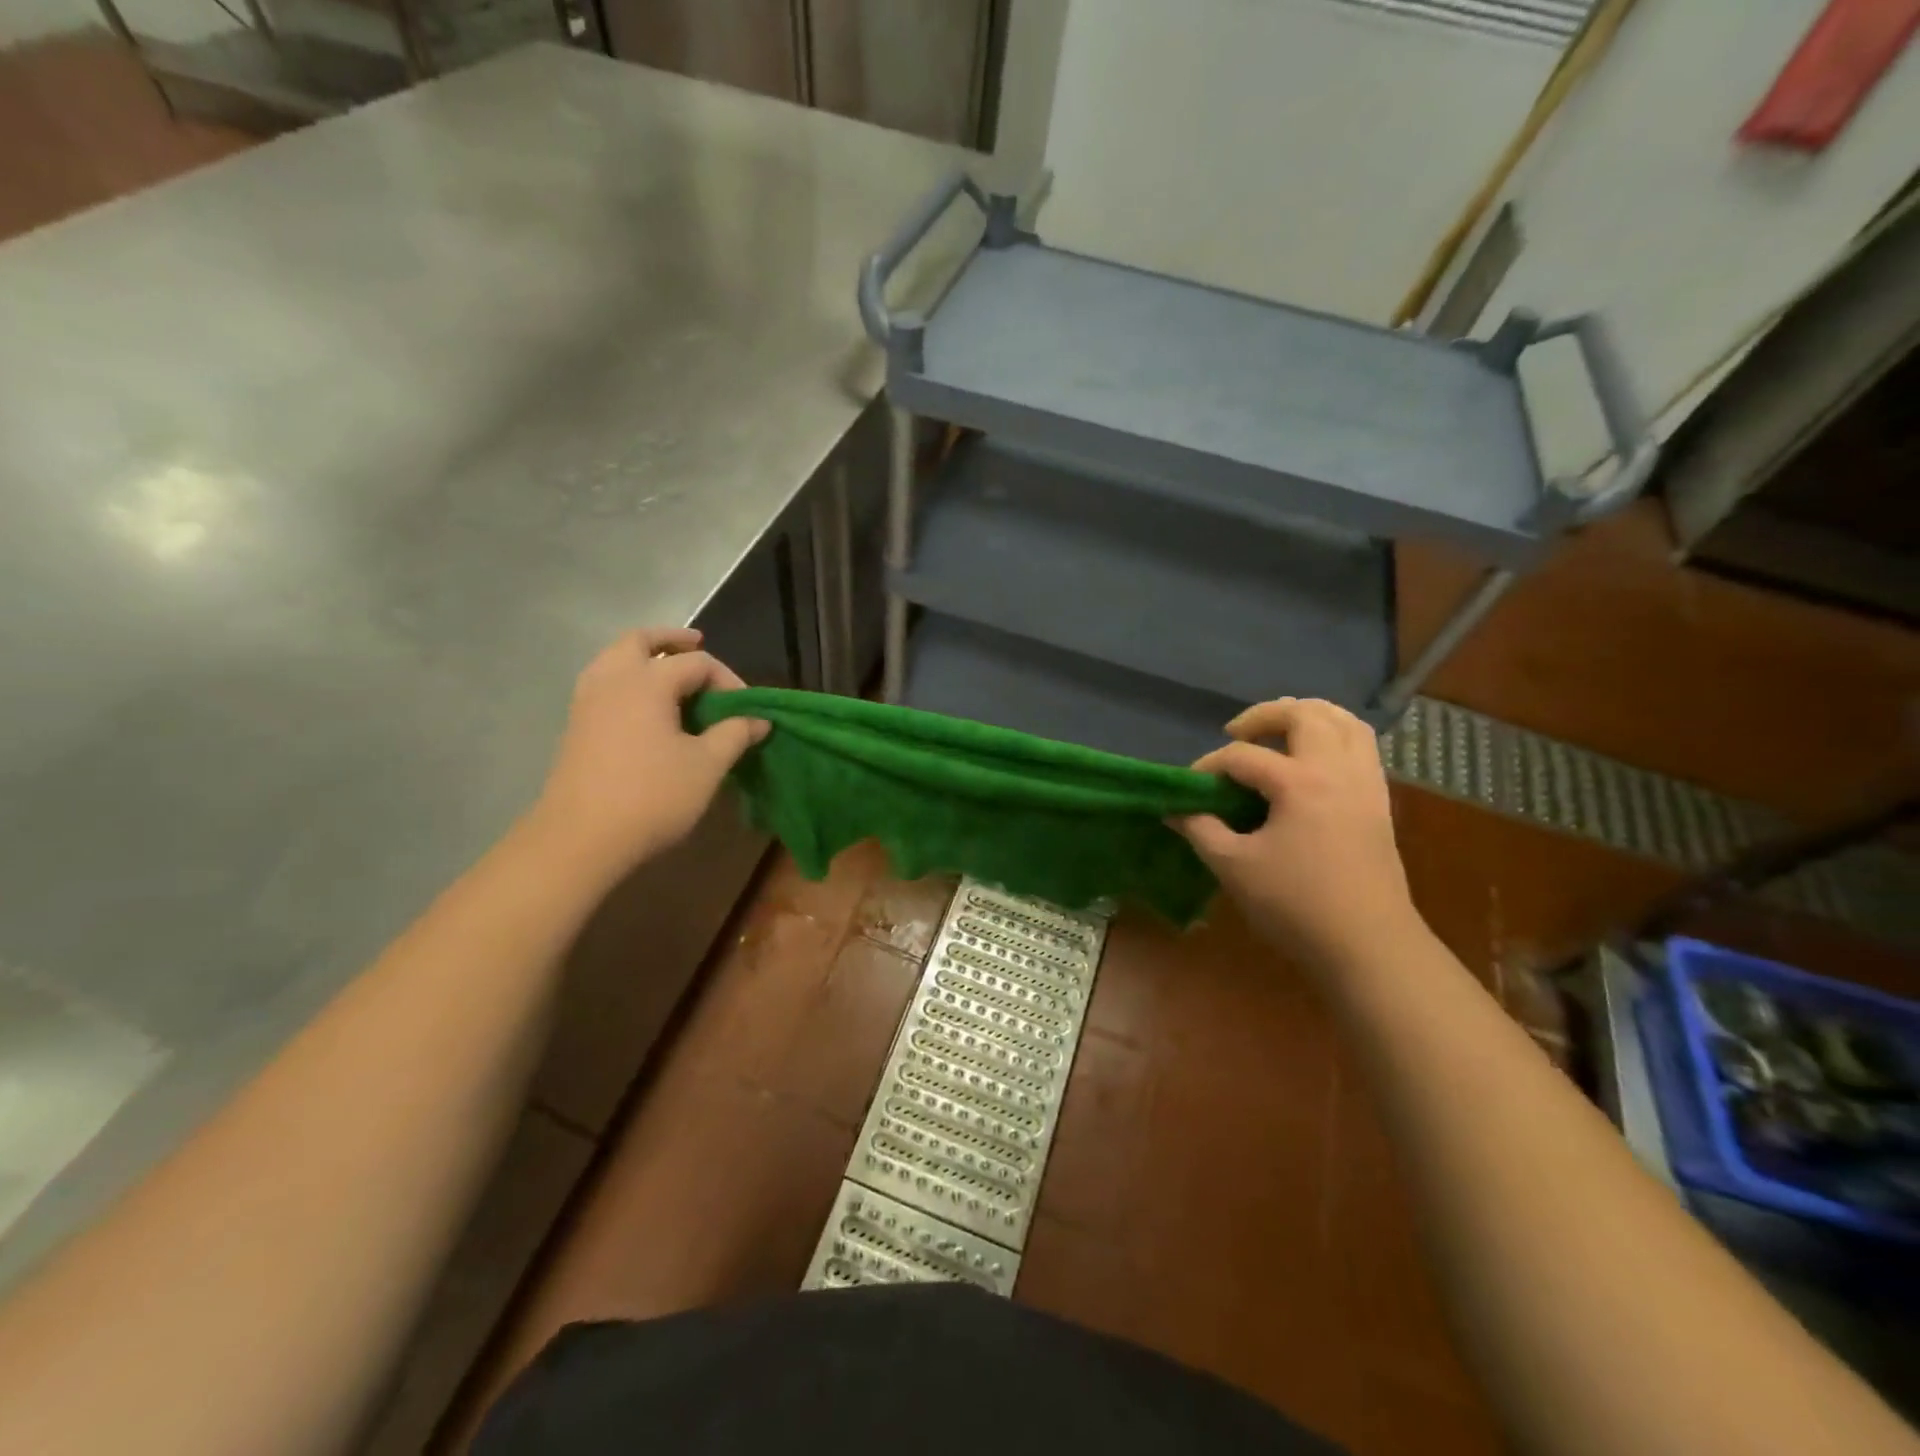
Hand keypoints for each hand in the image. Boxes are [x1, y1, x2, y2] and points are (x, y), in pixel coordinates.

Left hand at [530, 628, 768, 881]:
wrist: (581, 839)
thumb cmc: (652, 796)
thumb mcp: (707, 766)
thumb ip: (735, 735)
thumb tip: (758, 720)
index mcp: (647, 681)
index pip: (696, 664)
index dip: (728, 681)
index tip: (746, 711)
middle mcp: (612, 680)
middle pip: (641, 641)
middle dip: (672, 640)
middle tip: (697, 643)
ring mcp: (588, 702)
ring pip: (615, 658)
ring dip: (645, 656)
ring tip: (670, 671)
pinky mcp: (577, 726)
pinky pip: (604, 683)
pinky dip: (628, 679)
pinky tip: (647, 707)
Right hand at [1171, 698, 1419, 976]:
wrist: (1368, 945)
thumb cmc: (1296, 905)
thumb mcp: (1234, 867)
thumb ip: (1200, 830)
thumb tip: (1175, 811)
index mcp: (1300, 782)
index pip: (1243, 756)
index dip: (1209, 766)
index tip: (1189, 788)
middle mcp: (1337, 769)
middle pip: (1304, 714)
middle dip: (1264, 715)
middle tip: (1236, 732)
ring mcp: (1365, 783)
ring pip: (1344, 721)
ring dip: (1308, 715)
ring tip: (1279, 731)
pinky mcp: (1379, 801)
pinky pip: (1362, 746)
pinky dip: (1335, 736)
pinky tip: (1313, 759)